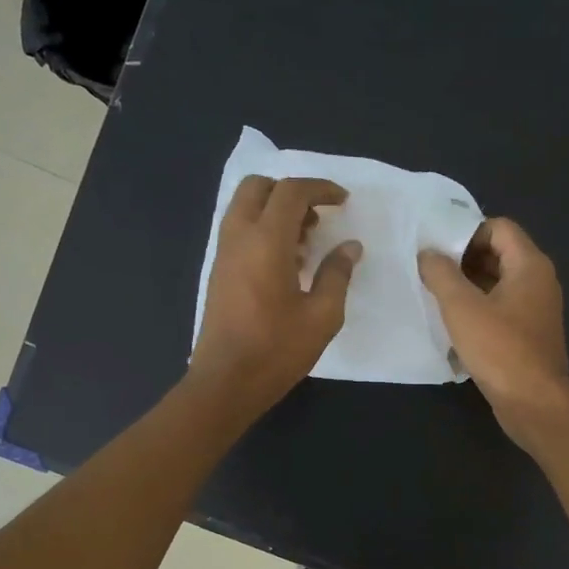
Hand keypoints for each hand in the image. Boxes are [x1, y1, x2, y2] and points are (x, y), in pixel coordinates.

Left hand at [190, 174, 360, 417]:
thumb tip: (349, 247)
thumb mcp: (322, 316)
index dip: (320, 189)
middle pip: (259, 187)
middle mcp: (239, 237)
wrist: (227, 381)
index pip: (291, 192)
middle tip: (318, 217)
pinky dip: (262, 229)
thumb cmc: (277, 350)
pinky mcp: (219, 272)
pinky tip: (286, 262)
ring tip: (306, 241)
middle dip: (291, 192)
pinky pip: (239, 230)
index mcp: (266, 241)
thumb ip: (337, 274)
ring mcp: (223, 253)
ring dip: (275, 210)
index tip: (343, 201)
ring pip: (245, 207)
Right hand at [419, 218, 568, 442]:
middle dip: (463, 261)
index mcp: (530, 265)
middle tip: (431, 275)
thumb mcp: (461, 307)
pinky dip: (479, 312)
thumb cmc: (499, 349)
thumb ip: (441, 273)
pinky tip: (454, 328)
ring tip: (437, 300)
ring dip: (468, 289)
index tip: (438, 251)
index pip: (499, 227)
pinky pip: (502, 311)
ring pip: (498, 285)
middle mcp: (539, 282)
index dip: (466, 233)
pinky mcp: (529, 336)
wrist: (533, 402)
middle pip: (499, 255)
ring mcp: (537, 310)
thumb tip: (428, 253)